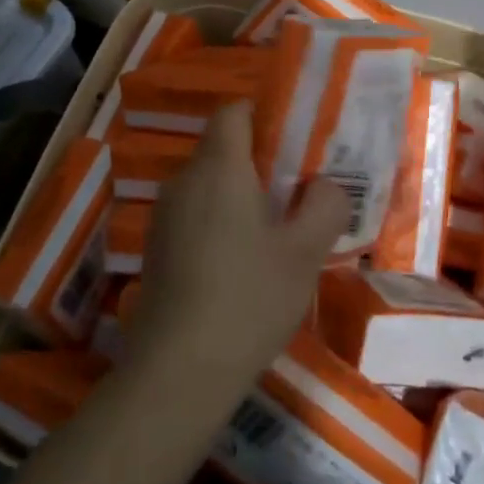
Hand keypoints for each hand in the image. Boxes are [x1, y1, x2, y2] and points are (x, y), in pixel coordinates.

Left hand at [129, 100, 348, 395]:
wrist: (177, 372)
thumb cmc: (249, 298)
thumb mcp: (305, 252)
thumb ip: (326, 205)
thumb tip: (325, 186)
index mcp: (218, 168)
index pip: (235, 111)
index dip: (267, 115)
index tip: (299, 141)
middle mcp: (184, 181)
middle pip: (224, 148)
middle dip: (264, 161)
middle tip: (301, 190)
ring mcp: (164, 217)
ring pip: (210, 185)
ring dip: (244, 195)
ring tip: (279, 231)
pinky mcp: (158, 249)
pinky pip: (196, 214)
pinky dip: (222, 222)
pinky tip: (245, 263)